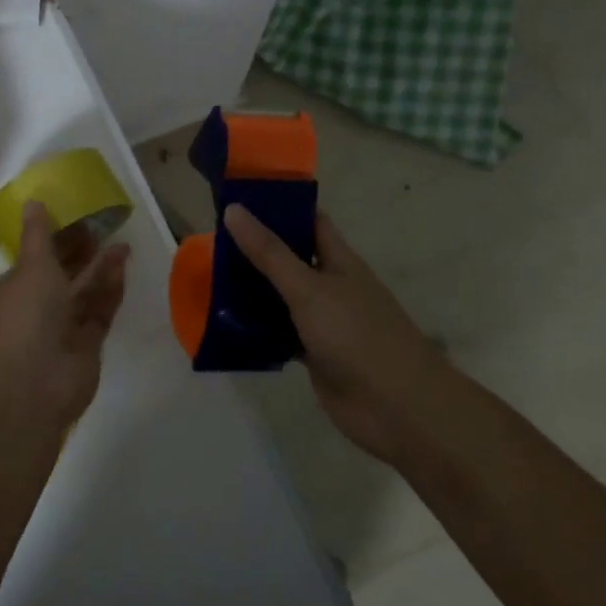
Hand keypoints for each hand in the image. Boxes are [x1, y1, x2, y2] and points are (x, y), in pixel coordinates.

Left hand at [0, 201, 129, 431]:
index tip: (78, 217)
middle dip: (82, 252)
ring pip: (84, 292)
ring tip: (123, 243)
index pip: (36, 257)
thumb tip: (32, 201)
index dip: (56, 238)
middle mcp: (37, 307)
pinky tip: (123, 267)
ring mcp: (62, 328)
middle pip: (63, 274)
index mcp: (15, 287)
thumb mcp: (31, 266)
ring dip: (101, 268)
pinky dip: (110, 291)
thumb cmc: (27, 315)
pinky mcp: (87, 345)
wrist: (35, 382)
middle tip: (107, 226)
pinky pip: (100, 312)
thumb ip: (38, 235)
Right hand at [222, 204, 446, 463]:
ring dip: (252, 290)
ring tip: (207, 277)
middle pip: (289, 257)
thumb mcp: (308, 289)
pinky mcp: (314, 354)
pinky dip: (257, 329)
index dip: (278, 205)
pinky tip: (225, 324)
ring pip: (281, 296)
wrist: (398, 409)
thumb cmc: (357, 336)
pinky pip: (279, 333)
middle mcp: (330, 285)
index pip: (307, 220)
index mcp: (338, 261)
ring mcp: (323, 321)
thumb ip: (269, 252)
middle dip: (254, 248)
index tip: (239, 197)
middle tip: (210, 239)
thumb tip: (234, 210)